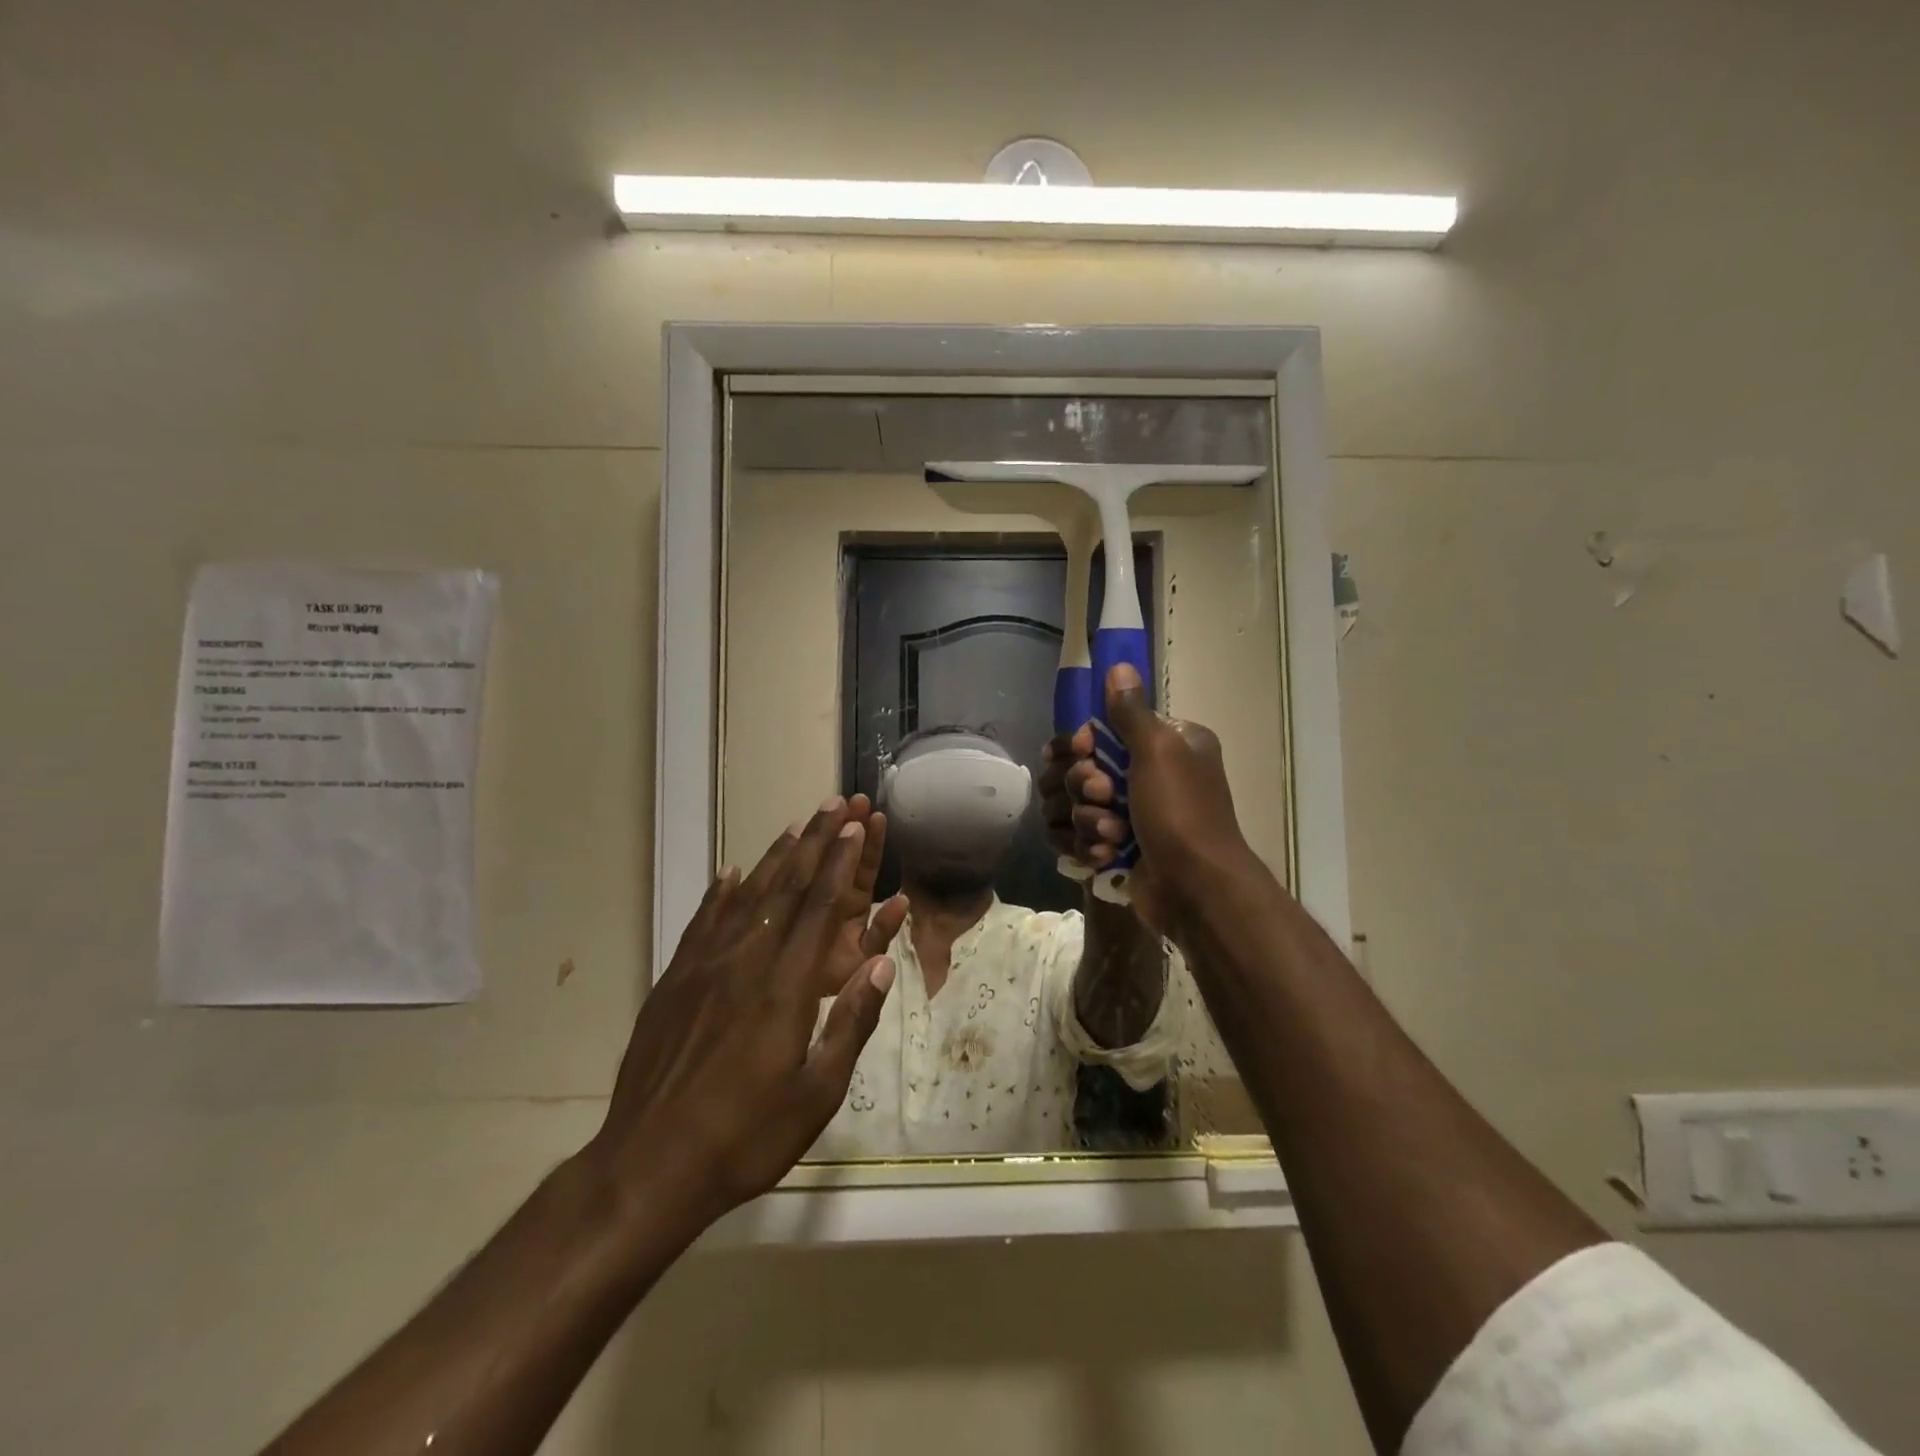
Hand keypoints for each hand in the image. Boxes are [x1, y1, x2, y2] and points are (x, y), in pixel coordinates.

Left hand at [584, 801, 897, 1242]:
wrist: (648, 1167)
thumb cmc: (745, 1137)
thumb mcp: (816, 1094)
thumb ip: (851, 1024)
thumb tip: (882, 965)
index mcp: (785, 988)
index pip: (819, 909)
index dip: (840, 864)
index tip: (854, 827)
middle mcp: (745, 962)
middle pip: (786, 889)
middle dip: (814, 844)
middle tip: (833, 805)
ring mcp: (703, 968)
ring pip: (745, 897)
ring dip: (773, 858)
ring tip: (795, 825)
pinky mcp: (673, 981)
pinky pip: (702, 922)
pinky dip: (720, 892)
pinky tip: (730, 872)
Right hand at [1055, 664, 1254, 933]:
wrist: (1195, 889)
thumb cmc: (1181, 812)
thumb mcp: (1159, 751)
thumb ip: (1131, 711)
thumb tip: (1120, 666)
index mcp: (1163, 745)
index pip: (1099, 730)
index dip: (1082, 744)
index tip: (1086, 752)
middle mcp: (1145, 775)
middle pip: (1077, 768)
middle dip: (1082, 787)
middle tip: (1104, 798)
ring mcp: (1127, 814)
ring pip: (1071, 805)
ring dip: (1087, 820)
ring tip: (1112, 836)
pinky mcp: (1113, 847)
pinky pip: (1075, 836)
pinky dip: (1088, 846)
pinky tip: (1107, 855)